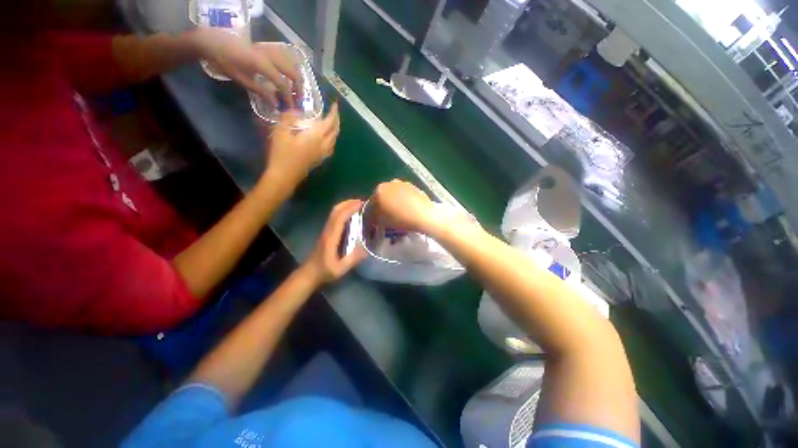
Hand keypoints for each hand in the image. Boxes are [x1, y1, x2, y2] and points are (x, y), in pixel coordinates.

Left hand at [191, 28, 299, 106]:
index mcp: (262, 64)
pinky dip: (291, 67)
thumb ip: (260, 91)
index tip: (291, 108)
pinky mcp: (267, 48)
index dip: (289, 97)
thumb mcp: (240, 79)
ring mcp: (269, 50)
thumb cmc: (224, 61)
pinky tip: (290, 75)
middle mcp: (269, 56)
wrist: (212, 40)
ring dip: (297, 78)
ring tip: (297, 89)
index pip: (282, 84)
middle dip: (298, 88)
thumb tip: (275, 104)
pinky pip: (285, 57)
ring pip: (292, 63)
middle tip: (298, 100)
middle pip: (293, 73)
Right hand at [261, 103, 339, 189]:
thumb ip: (288, 119)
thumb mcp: (280, 132)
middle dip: (336, 121)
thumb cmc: (282, 154)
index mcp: (316, 137)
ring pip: (334, 141)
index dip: (333, 113)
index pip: (329, 122)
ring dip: (335, 131)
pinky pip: (330, 148)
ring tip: (331, 124)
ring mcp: (323, 154)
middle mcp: (323, 145)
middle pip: (335, 132)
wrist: (285, 176)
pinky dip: (331, 140)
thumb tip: (295, 111)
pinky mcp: (320, 160)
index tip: (335, 105)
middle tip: (334, 113)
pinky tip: (325, 139)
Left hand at [301, 200, 366, 284]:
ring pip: (333, 213)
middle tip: (362, 201)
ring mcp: (326, 231)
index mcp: (331, 237)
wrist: (308, 274)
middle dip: (348, 203)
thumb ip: (353, 259)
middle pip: (335, 211)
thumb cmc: (324, 271)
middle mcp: (327, 231)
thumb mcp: (340, 269)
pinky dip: (343, 211)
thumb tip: (367, 249)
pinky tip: (351, 215)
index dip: (350, 208)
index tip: (361, 203)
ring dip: (345, 205)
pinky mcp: (326, 233)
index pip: (339, 218)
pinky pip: (334, 217)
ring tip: (358, 205)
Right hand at [371, 180, 437, 232]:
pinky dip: (404, 200)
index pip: (372, 202)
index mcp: (379, 190)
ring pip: (395, 194)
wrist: (423, 215)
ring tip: (399, 213)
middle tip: (388, 216)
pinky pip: (405, 194)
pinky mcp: (414, 186)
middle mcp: (389, 183)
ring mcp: (403, 183)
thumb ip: (375, 216)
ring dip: (394, 201)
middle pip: (383, 195)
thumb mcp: (382, 221)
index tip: (378, 220)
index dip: (374, 212)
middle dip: (384, 204)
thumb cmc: (400, 219)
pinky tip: (408, 209)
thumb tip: (374, 215)